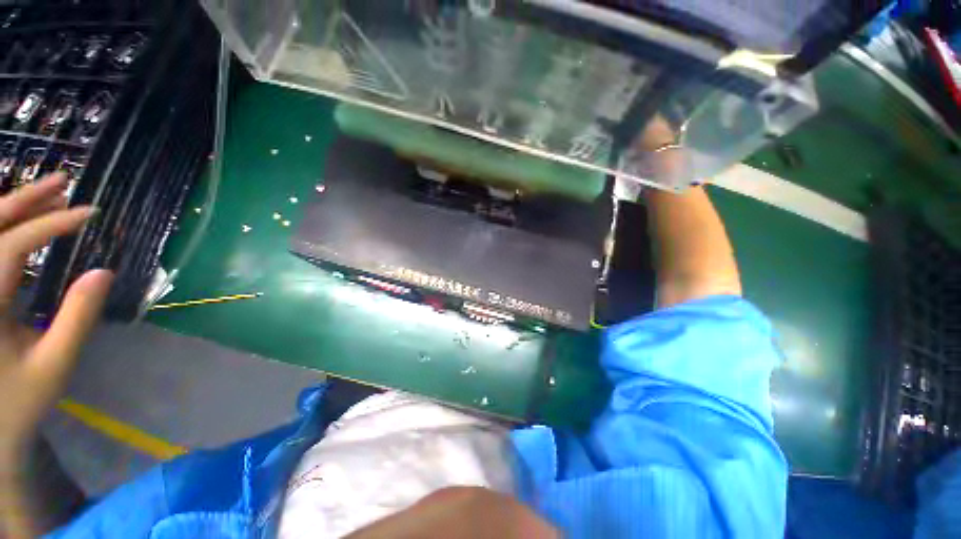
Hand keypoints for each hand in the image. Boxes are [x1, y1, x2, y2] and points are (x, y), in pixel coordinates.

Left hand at [0, 173, 112, 462]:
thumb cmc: (20, 399)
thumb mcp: (54, 364)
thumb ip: (77, 317)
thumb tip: (103, 271)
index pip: (14, 245)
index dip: (52, 224)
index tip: (90, 214)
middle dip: (26, 199)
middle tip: (63, 182)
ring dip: (14, 207)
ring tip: (49, 193)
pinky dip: (4, 228)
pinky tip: (22, 220)